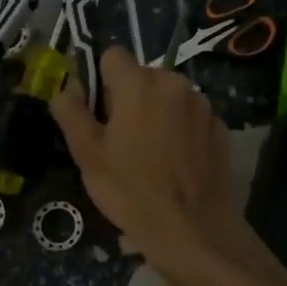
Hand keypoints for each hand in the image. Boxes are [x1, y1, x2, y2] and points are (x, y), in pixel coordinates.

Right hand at [50, 47, 258, 275]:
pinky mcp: (220, 126)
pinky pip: (191, 116)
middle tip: (124, 142)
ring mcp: (202, 104)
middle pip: (143, 77)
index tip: (101, 116)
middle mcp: (174, 82)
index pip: (112, 56)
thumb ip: (71, 112)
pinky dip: (182, 130)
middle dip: (131, 99)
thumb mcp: (88, 155)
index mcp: (139, 83)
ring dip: (158, 113)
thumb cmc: (131, 191)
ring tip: (153, 156)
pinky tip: (178, 164)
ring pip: (169, 96)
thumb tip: (65, 87)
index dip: (102, 82)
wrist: (193, 229)